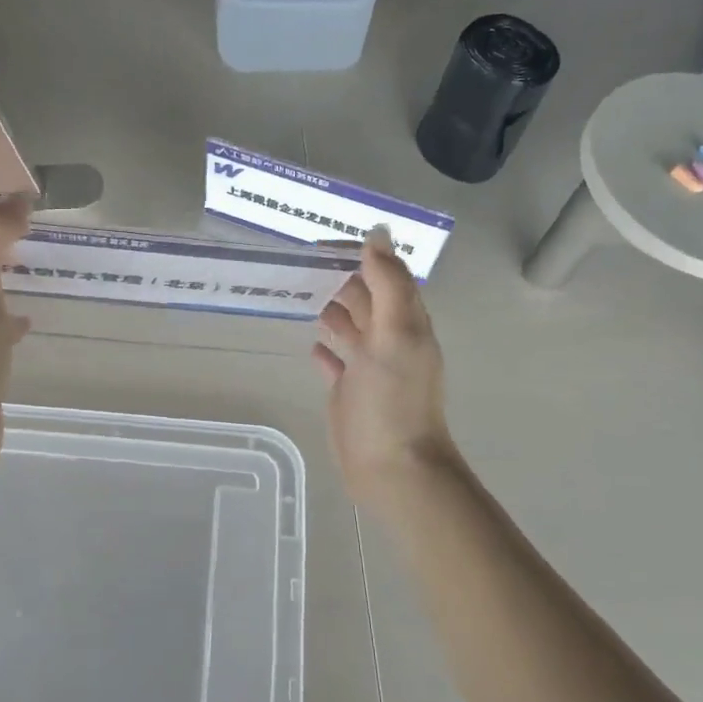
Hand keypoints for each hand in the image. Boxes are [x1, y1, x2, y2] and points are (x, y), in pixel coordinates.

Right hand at [311, 229, 460, 506]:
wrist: (394, 468)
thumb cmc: (394, 399)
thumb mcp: (396, 333)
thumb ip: (388, 283)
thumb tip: (378, 233)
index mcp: (404, 321)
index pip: (382, 273)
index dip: (356, 255)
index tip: (319, 245)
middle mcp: (388, 339)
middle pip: (364, 297)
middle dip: (339, 278)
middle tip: (298, 264)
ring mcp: (368, 367)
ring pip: (350, 327)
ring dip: (332, 308)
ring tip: (301, 293)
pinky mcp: (349, 393)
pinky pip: (337, 362)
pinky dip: (326, 349)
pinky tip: (312, 344)